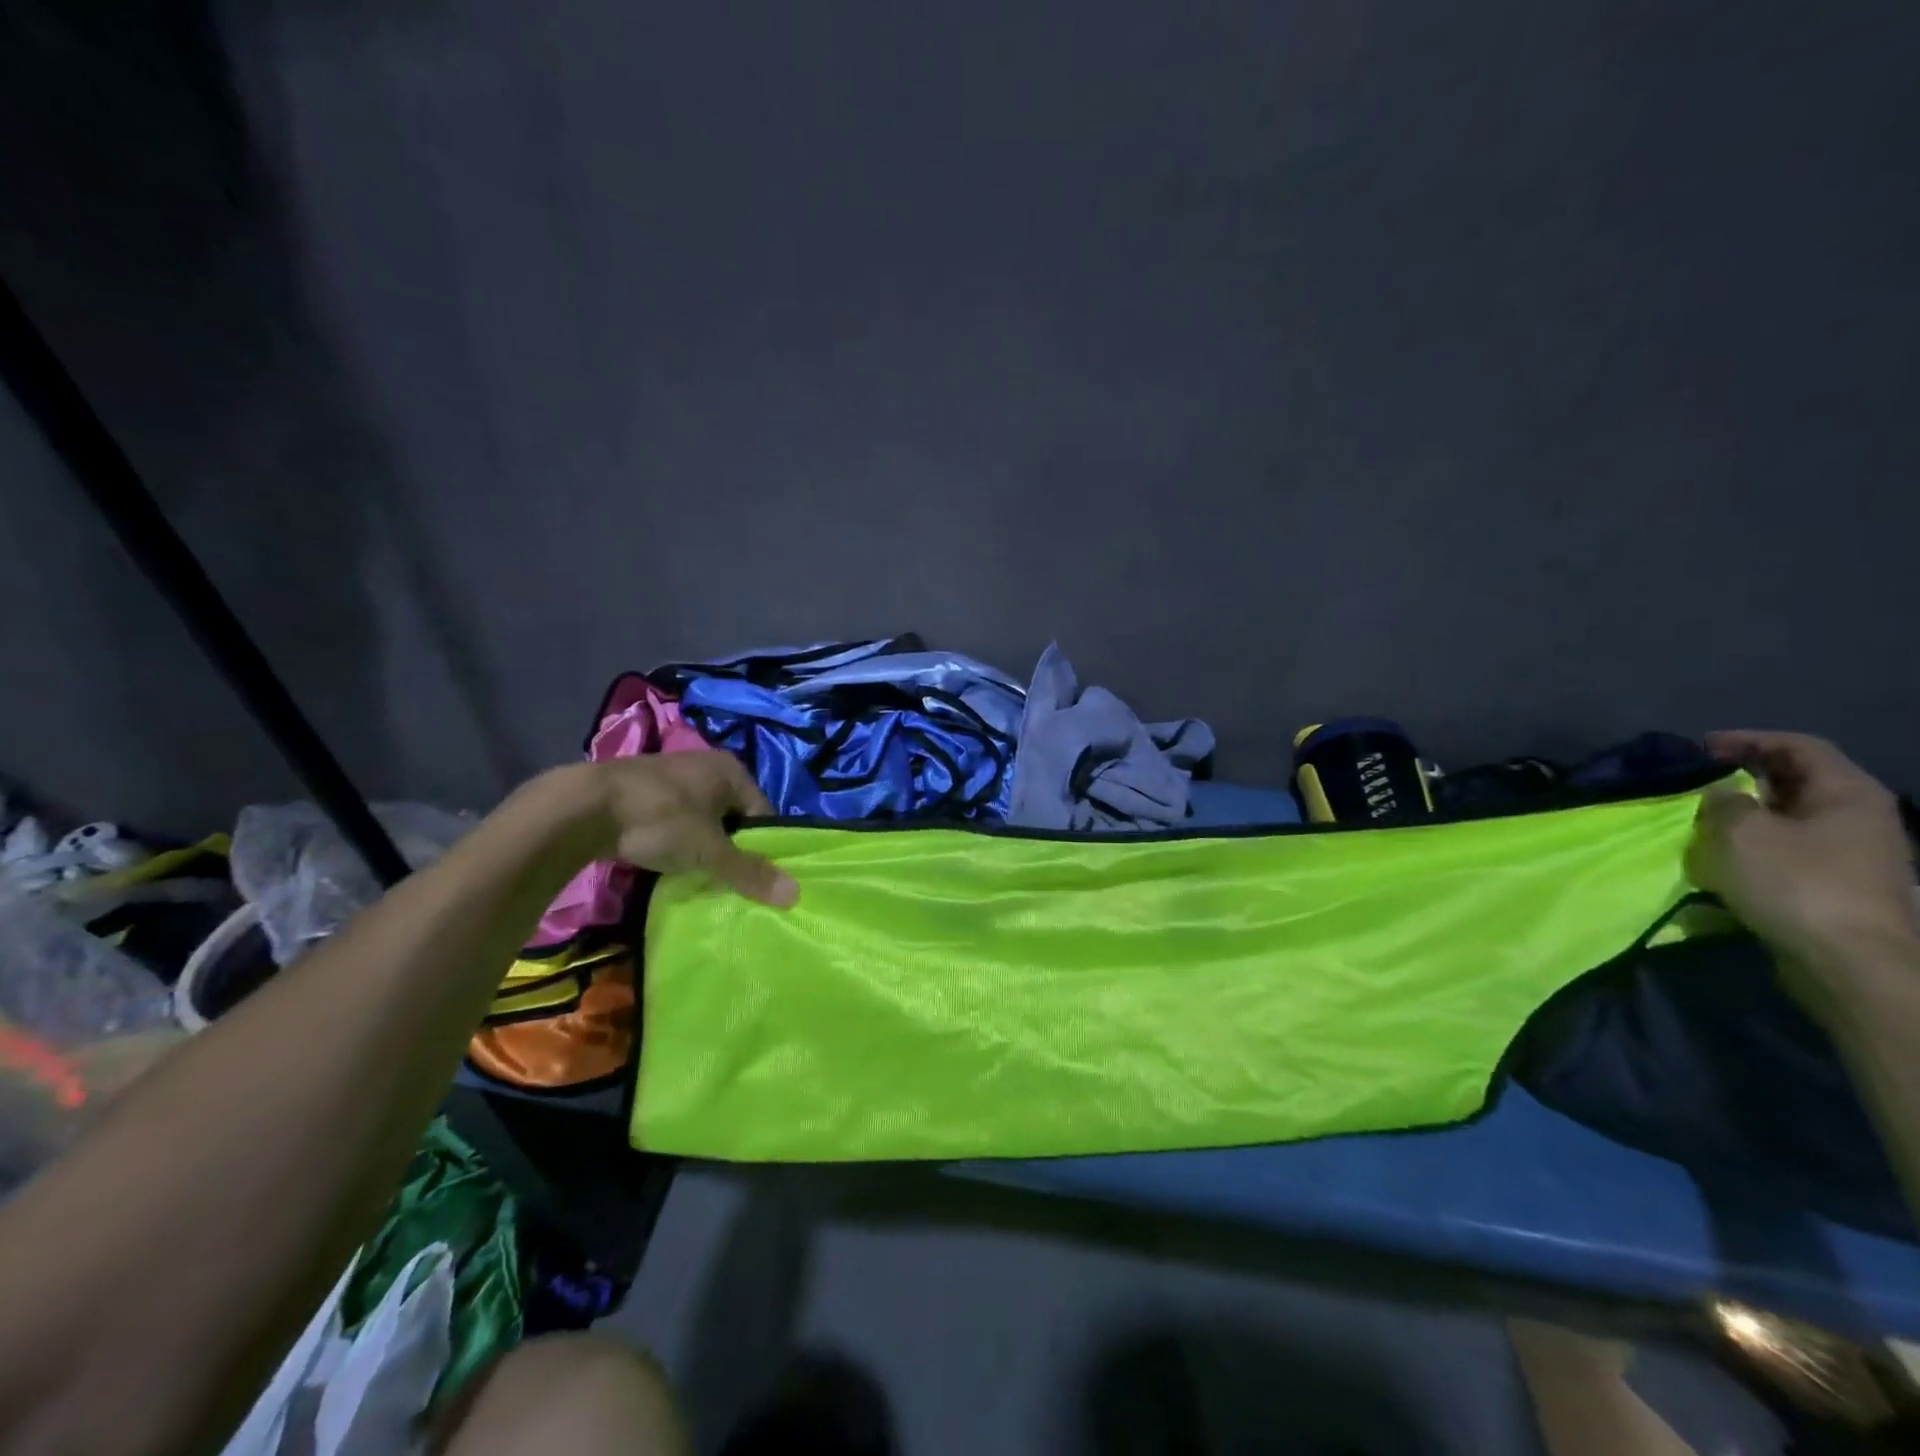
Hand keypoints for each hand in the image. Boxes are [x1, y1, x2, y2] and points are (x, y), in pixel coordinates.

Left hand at [590, 753, 797, 907]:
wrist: (583, 807)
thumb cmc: (661, 820)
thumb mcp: (710, 851)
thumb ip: (750, 872)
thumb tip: (795, 895)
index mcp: (731, 770)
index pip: (762, 813)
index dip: (760, 846)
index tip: (751, 876)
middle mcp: (706, 765)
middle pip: (732, 816)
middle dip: (730, 847)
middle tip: (725, 879)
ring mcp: (672, 776)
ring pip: (702, 819)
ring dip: (700, 845)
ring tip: (695, 874)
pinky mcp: (642, 791)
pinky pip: (673, 820)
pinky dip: (673, 840)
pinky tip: (665, 861)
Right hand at [1687, 731, 1916, 980]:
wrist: (1851, 962)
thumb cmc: (1797, 883)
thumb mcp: (1743, 832)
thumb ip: (1724, 802)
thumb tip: (1721, 793)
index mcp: (1848, 793)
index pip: (1797, 746)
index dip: (1747, 739)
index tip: (1699, 747)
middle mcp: (1860, 816)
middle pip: (1797, 781)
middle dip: (1744, 777)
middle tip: (1695, 781)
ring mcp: (1855, 853)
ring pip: (1791, 817)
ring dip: (1746, 813)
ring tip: (1701, 819)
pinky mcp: (1839, 884)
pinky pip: (1791, 848)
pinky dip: (1756, 844)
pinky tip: (1725, 855)